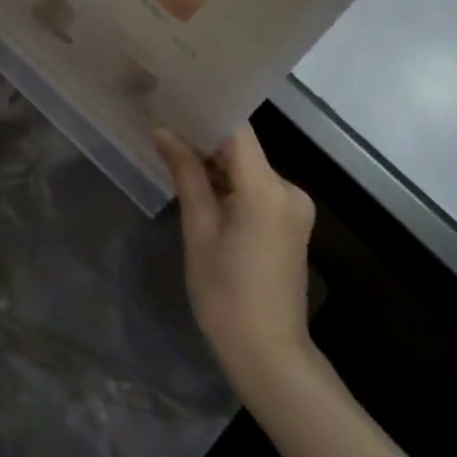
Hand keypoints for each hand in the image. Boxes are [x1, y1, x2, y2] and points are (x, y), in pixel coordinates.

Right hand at [153, 123, 318, 401]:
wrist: (269, 356)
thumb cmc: (226, 293)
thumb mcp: (199, 229)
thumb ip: (186, 173)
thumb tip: (163, 131)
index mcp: (267, 187)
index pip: (236, 130)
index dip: (204, 112)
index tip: (172, 100)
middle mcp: (288, 189)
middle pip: (242, 148)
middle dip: (203, 138)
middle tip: (162, 125)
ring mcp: (293, 207)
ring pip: (247, 168)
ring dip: (215, 163)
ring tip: (173, 150)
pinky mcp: (289, 222)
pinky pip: (255, 187)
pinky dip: (229, 183)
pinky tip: (199, 184)